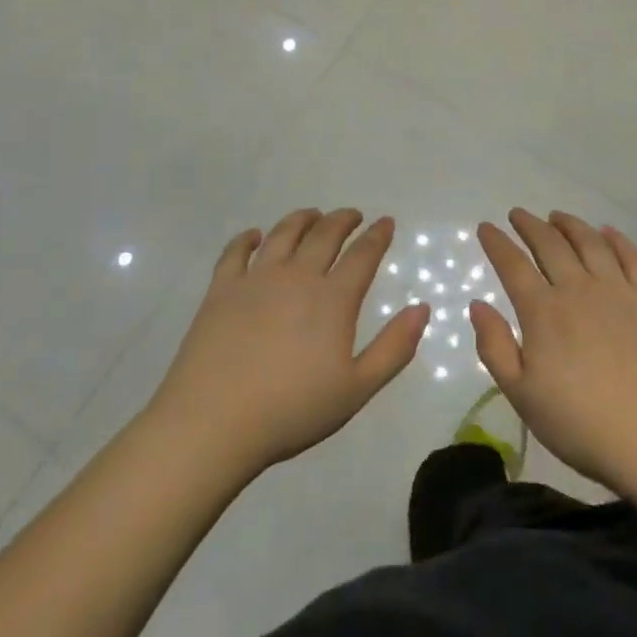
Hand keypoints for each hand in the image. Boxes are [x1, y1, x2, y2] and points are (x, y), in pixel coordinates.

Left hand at [148, 209, 429, 474]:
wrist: (214, 422)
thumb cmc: (292, 410)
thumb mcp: (356, 389)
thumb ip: (394, 348)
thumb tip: (422, 308)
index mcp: (333, 299)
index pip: (362, 255)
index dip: (377, 235)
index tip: (386, 222)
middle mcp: (297, 276)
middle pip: (324, 235)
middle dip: (343, 220)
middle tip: (353, 215)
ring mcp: (256, 278)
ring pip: (283, 234)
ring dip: (302, 219)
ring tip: (312, 215)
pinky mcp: (221, 289)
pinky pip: (235, 251)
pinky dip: (248, 238)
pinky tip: (254, 235)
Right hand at [470, 209, 636, 496]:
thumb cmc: (583, 425)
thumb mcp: (522, 396)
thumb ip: (495, 347)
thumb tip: (477, 304)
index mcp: (543, 311)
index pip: (513, 265)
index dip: (497, 243)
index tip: (485, 227)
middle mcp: (579, 289)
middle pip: (550, 244)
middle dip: (529, 225)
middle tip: (517, 214)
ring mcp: (619, 291)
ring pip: (590, 243)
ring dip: (570, 225)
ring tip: (557, 216)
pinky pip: (632, 258)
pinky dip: (617, 239)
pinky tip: (608, 232)